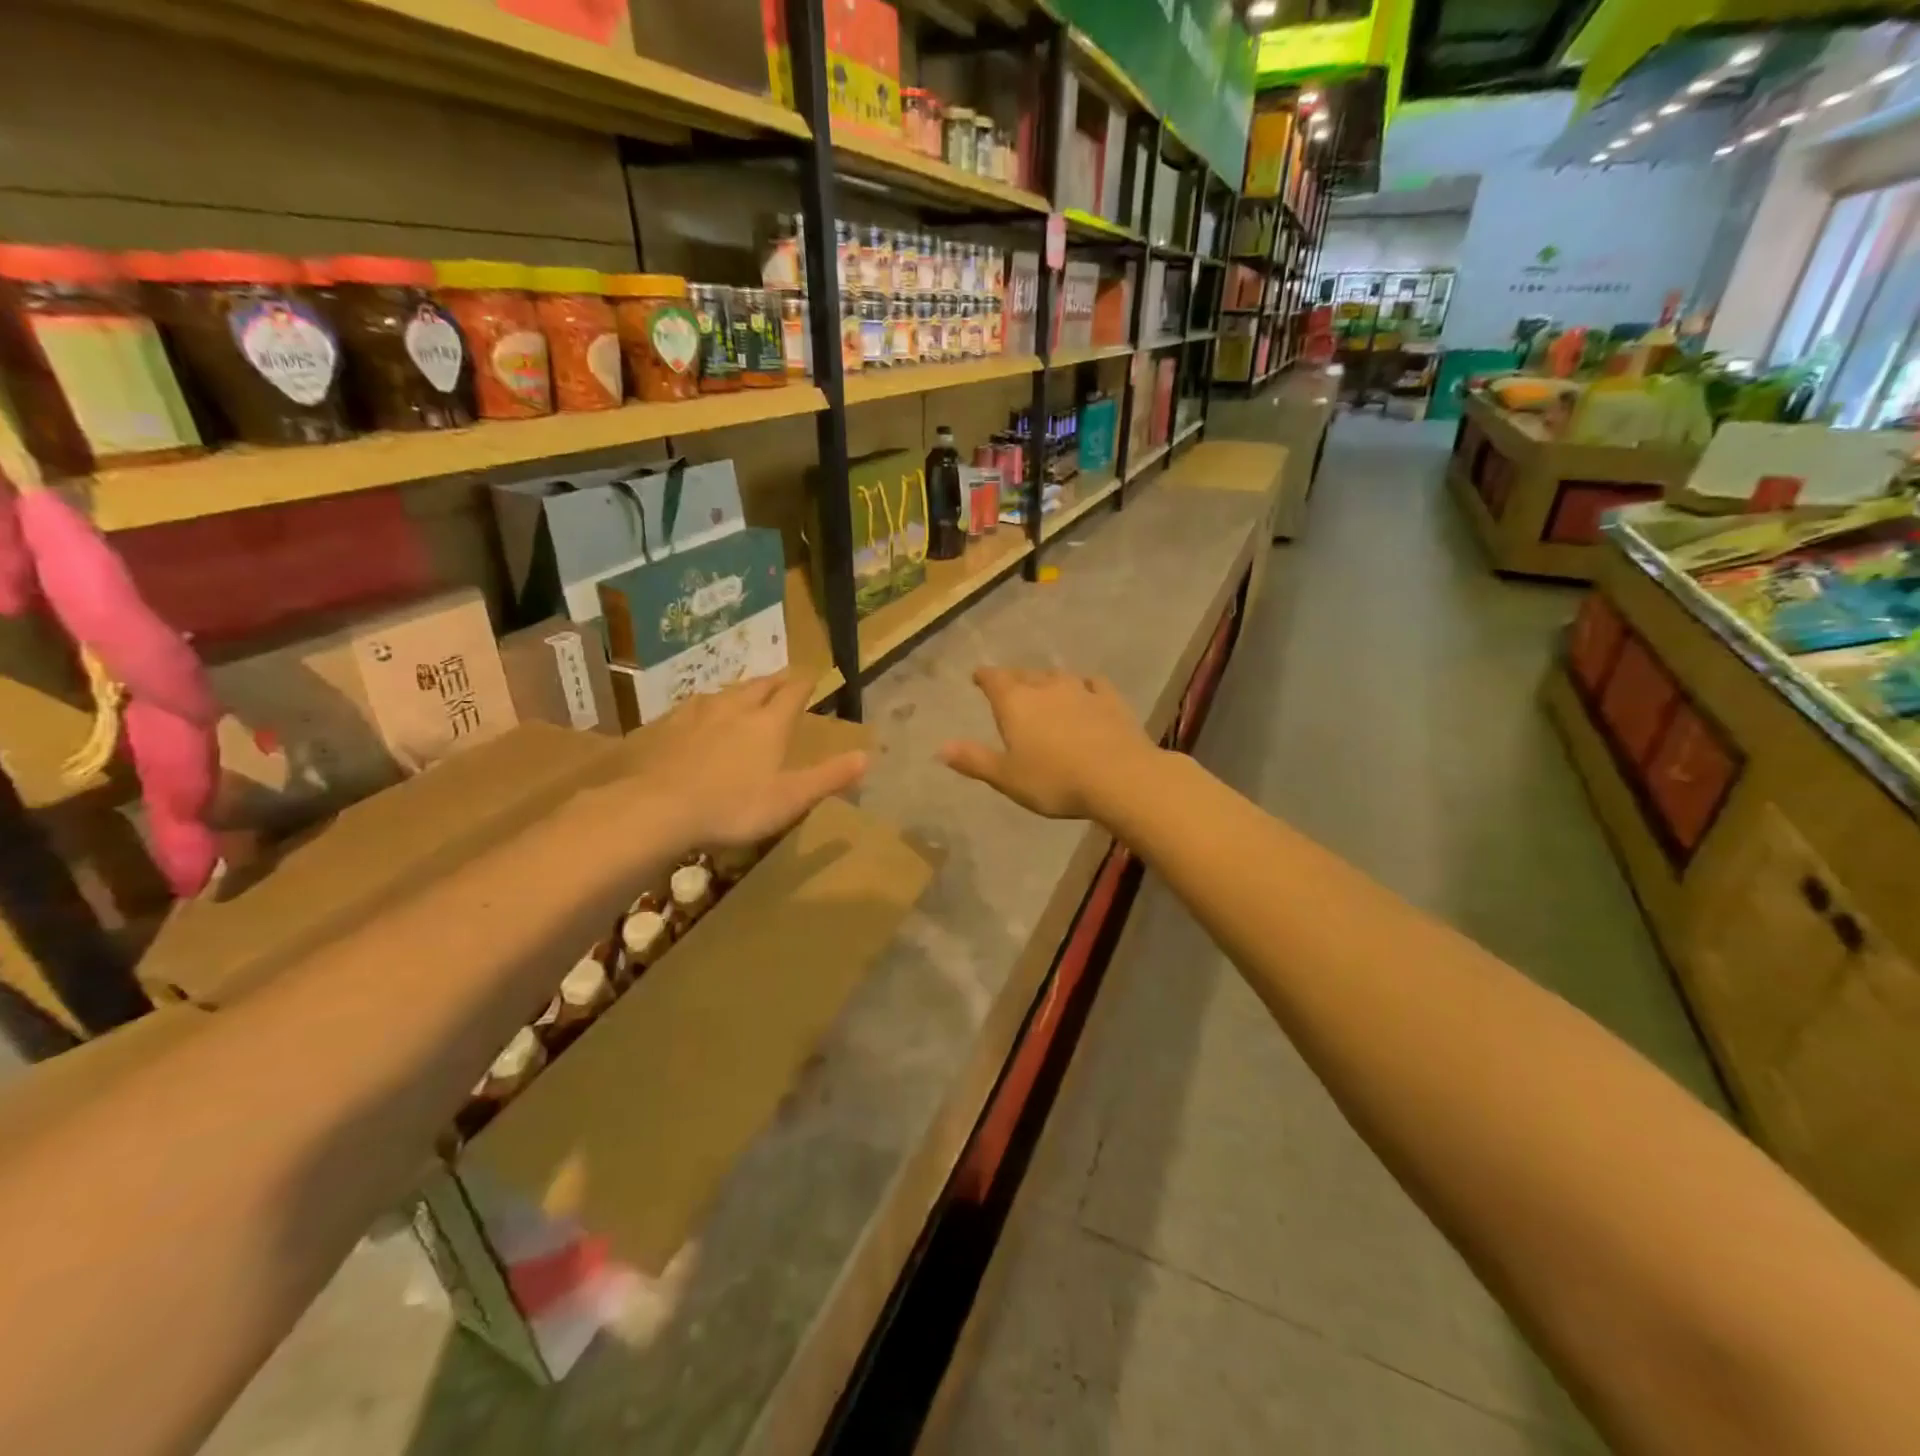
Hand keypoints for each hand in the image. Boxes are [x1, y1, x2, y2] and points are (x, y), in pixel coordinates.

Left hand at [619, 673, 868, 849]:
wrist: (657, 808)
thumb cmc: (733, 806)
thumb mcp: (790, 799)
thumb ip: (829, 777)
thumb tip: (867, 757)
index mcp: (769, 723)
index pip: (793, 693)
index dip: (805, 683)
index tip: (812, 676)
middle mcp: (735, 708)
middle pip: (759, 685)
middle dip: (775, 681)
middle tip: (783, 678)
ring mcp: (696, 714)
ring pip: (724, 692)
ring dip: (739, 690)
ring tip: (744, 693)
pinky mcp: (666, 727)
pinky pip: (691, 707)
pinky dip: (704, 706)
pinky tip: (697, 714)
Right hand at [940, 667, 1159, 820]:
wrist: (1120, 777)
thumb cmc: (1055, 780)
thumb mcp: (1007, 778)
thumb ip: (975, 760)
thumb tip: (940, 748)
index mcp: (1015, 703)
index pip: (994, 679)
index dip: (984, 676)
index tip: (978, 676)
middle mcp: (1046, 687)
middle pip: (1024, 674)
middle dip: (1013, 679)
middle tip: (1008, 686)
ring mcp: (1081, 690)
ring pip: (1057, 677)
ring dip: (1047, 681)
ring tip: (1044, 688)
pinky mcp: (1110, 700)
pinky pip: (1093, 684)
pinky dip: (1084, 686)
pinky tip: (1086, 691)